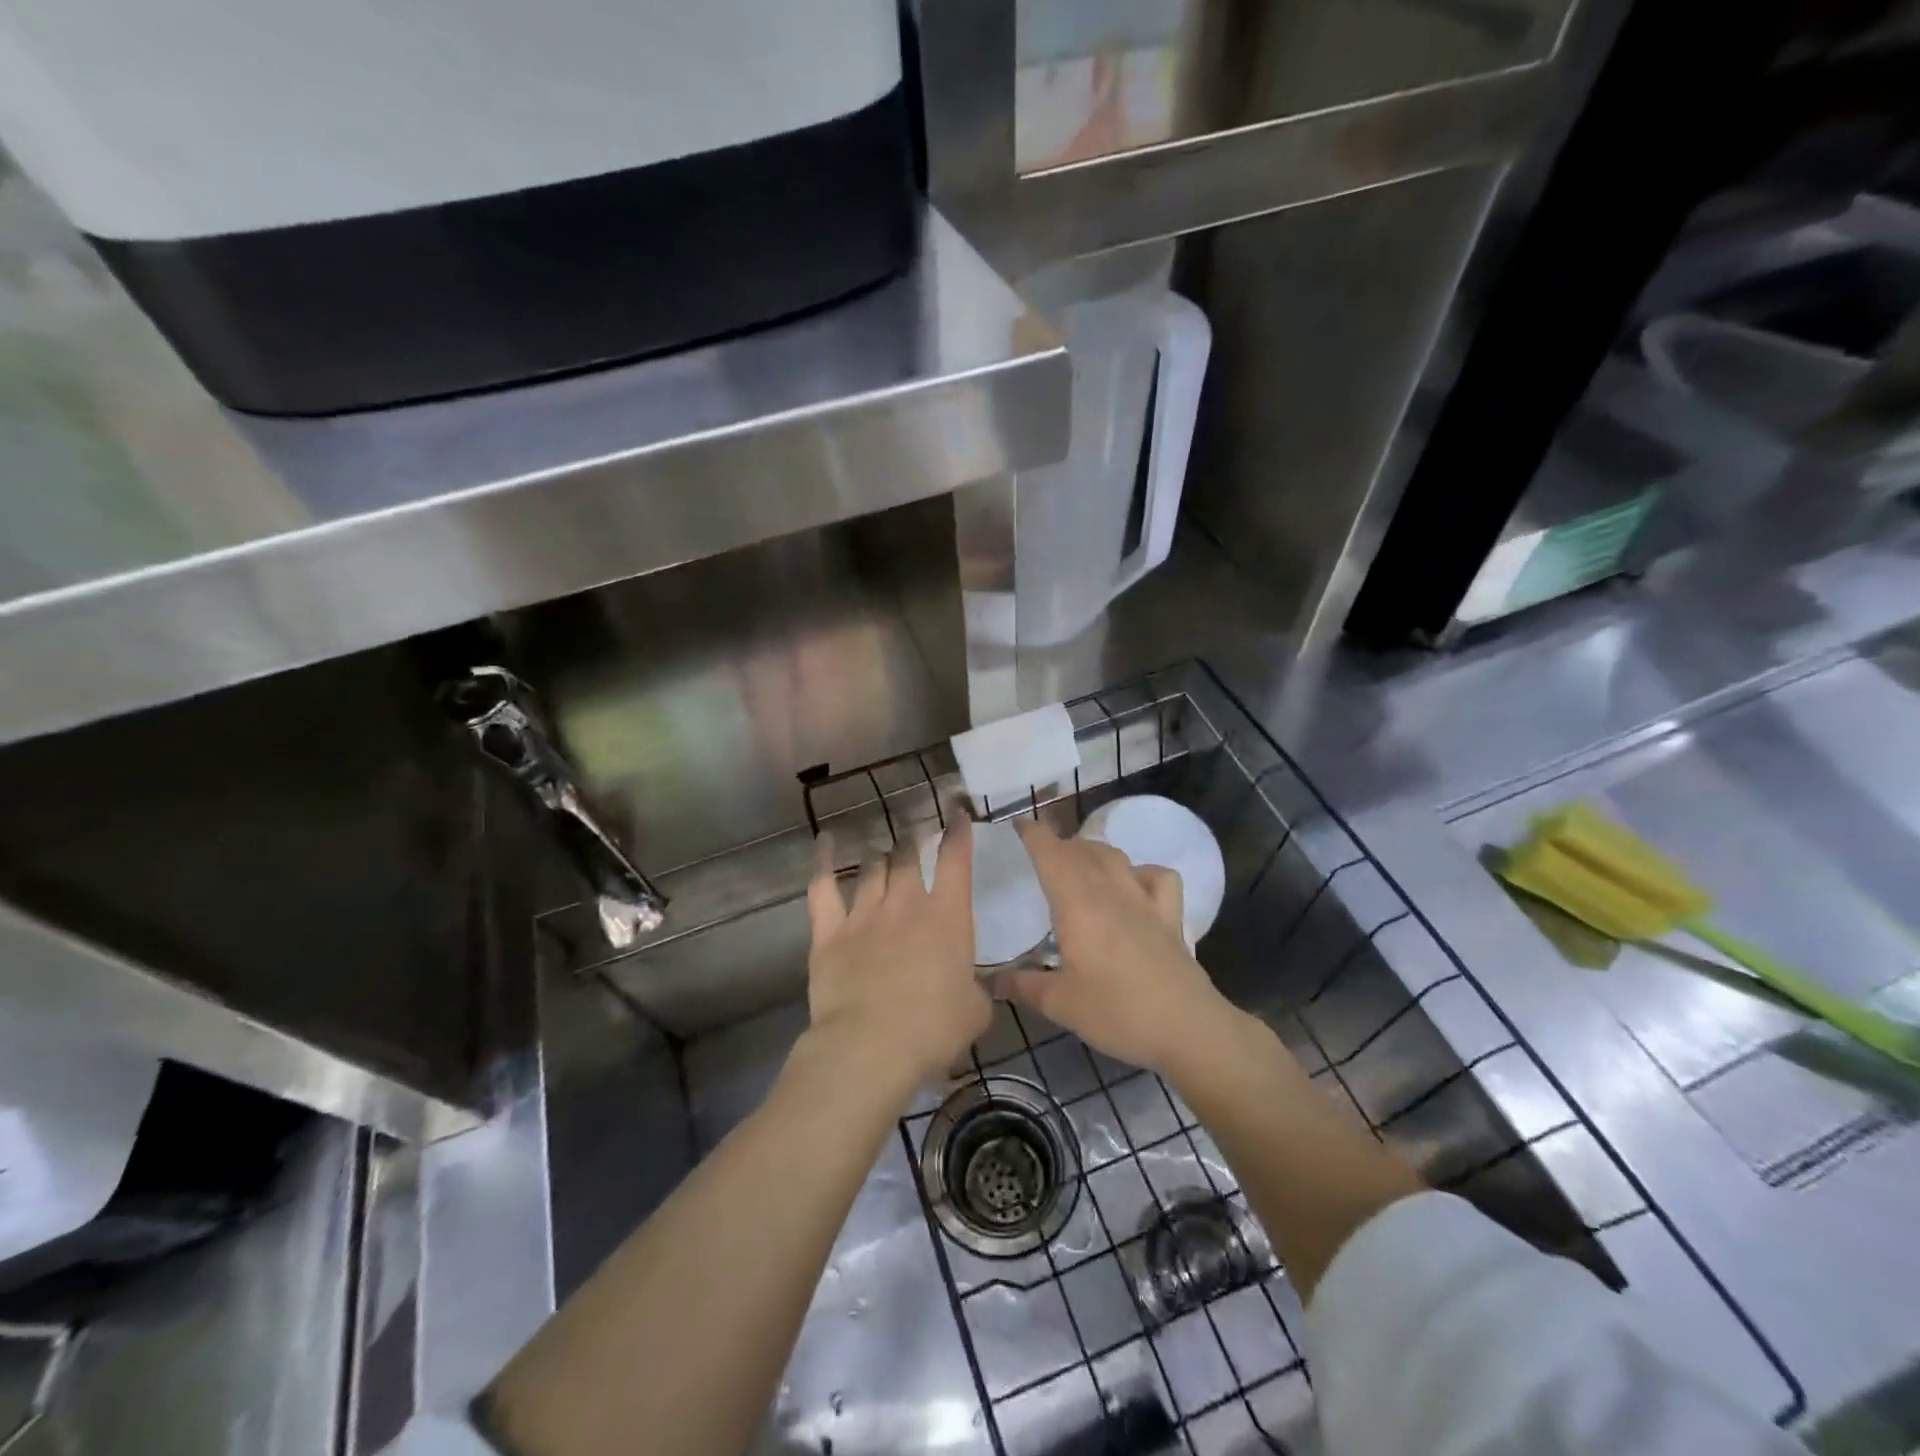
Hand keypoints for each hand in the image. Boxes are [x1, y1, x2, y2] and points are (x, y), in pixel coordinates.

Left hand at [805, 816, 992, 1092]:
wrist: (871, 1046)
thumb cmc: (933, 1030)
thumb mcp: (975, 1012)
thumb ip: (978, 990)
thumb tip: (978, 986)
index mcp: (947, 917)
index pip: (956, 860)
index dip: (958, 833)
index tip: (957, 813)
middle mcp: (906, 904)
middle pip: (908, 857)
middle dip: (913, 844)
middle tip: (915, 840)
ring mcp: (864, 914)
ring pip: (873, 868)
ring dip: (881, 857)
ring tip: (884, 853)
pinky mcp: (829, 931)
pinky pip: (823, 886)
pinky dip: (824, 861)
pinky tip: (825, 841)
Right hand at [1005, 818, 1234, 1075]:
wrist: (1187, 1028)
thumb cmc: (1116, 1013)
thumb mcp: (1060, 1005)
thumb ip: (1023, 986)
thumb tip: (992, 980)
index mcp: (1077, 903)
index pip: (1050, 852)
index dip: (1032, 834)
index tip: (1016, 826)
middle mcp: (1110, 890)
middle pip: (1082, 849)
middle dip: (1058, 845)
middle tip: (1039, 860)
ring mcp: (1145, 899)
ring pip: (1115, 855)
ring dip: (1093, 852)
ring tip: (1079, 867)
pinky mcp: (1170, 915)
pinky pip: (1158, 876)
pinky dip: (1141, 872)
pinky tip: (1134, 886)